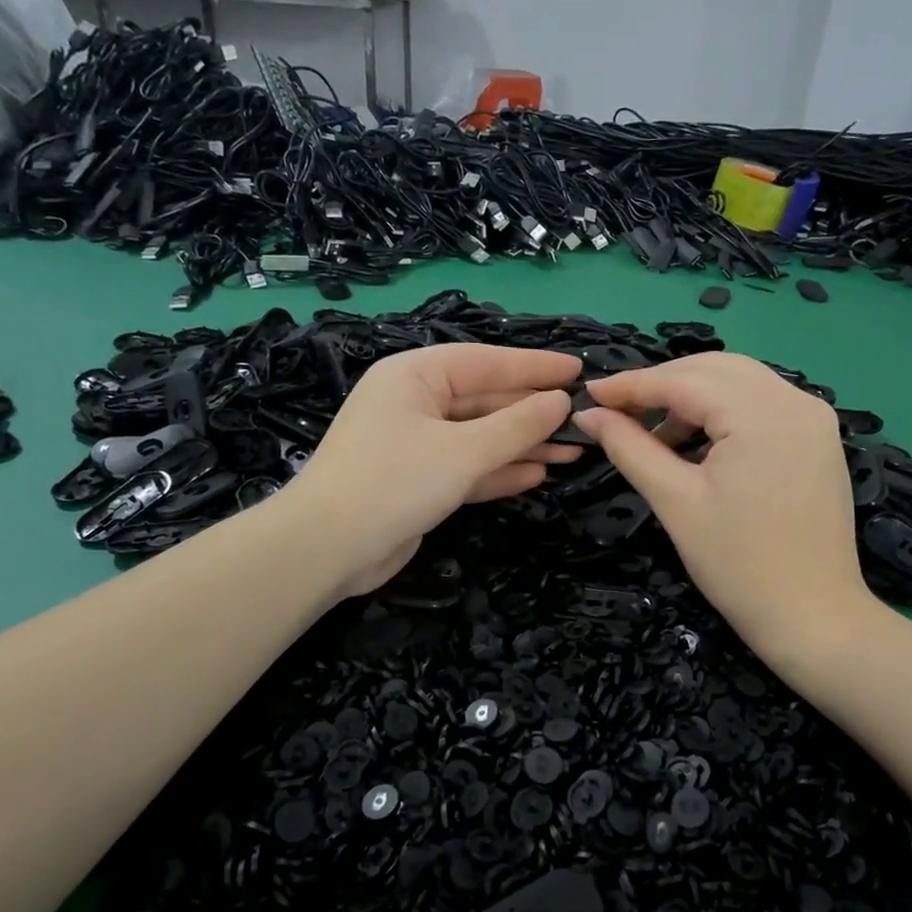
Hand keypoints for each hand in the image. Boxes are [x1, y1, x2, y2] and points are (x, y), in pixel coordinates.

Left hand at [280, 344, 582, 594]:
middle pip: (485, 401)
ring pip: (480, 438)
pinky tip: (538, 474)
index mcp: (415, 376)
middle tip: (584, 421)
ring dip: (523, 445)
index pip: (486, 362)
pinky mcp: (419, 482)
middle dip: (533, 413)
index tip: (578, 371)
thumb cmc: (393, 482)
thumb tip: (560, 402)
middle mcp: (415, 403)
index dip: (534, 367)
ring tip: (573, 451)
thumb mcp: (462, 451)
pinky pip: (468, 468)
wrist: (328, 549)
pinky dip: (500, 471)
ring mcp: (416, 444)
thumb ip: (516, 426)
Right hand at [575, 353, 872, 646]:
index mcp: (762, 414)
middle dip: (662, 384)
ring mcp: (813, 417)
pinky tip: (696, 441)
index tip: (589, 394)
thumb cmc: (737, 564)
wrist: (812, 616)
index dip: (632, 385)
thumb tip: (588, 414)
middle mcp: (796, 400)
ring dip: (692, 396)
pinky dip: (722, 411)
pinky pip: (761, 403)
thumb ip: (629, 448)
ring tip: (652, 434)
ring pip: (739, 381)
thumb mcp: (675, 501)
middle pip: (714, 369)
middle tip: (617, 411)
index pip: (684, 380)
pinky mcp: (818, 438)